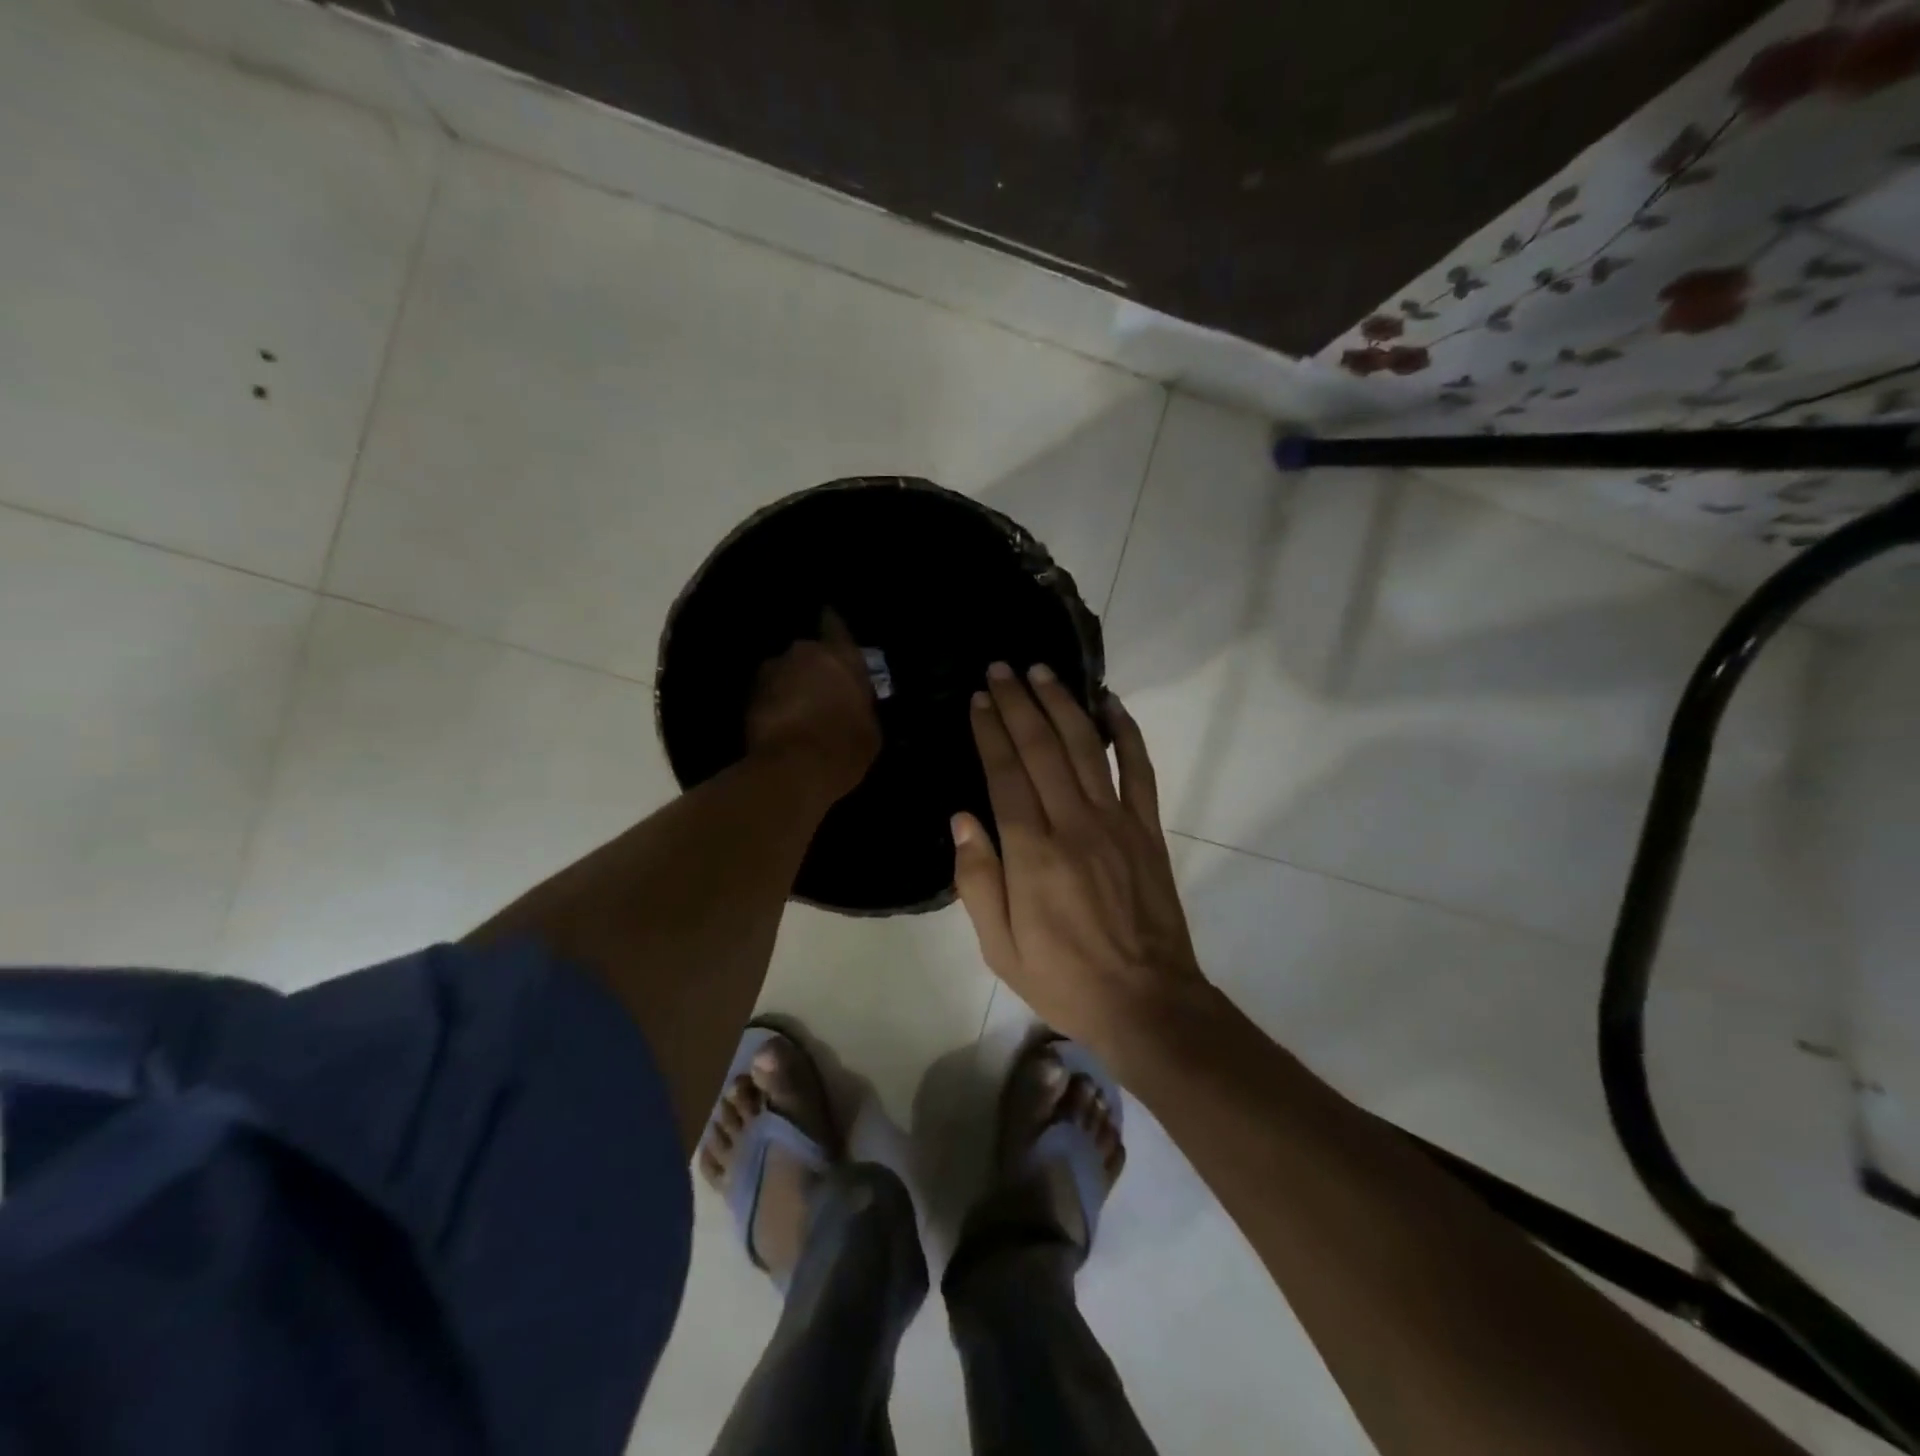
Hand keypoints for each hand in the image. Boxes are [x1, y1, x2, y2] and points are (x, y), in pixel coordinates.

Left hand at [747, 609, 880, 799]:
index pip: (836, 627)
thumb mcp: (871, 728)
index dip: (833, 627)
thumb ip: (860, 703)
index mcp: (840, 656)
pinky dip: (775, 704)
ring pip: (785, 673)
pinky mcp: (748, 697)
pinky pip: (768, 694)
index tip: (830, 623)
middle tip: (821, 688)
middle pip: (808, 654)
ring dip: (791, 685)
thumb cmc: (844, 747)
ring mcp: (771, 673)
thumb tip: (852, 702)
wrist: (793, 769)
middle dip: (813, 667)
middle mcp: (803, 653)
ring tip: (800, 710)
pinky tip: (784, 724)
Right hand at [951, 663, 1203, 1058]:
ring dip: (1062, 704)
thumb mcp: (1000, 948)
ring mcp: (1117, 822)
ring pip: (1086, 748)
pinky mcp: (1147, 829)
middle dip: (1018, 702)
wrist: (1147, 1002)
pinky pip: (1139, 769)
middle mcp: (1075, 825)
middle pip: (1042, 748)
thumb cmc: (1064, 978)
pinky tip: (1111, 704)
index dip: (990, 731)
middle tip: (1001, 668)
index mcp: (1033, 854)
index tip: (978, 699)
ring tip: (1042, 671)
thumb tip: (962, 819)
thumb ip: (977, 881)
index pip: (1006, 774)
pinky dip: (1126, 732)